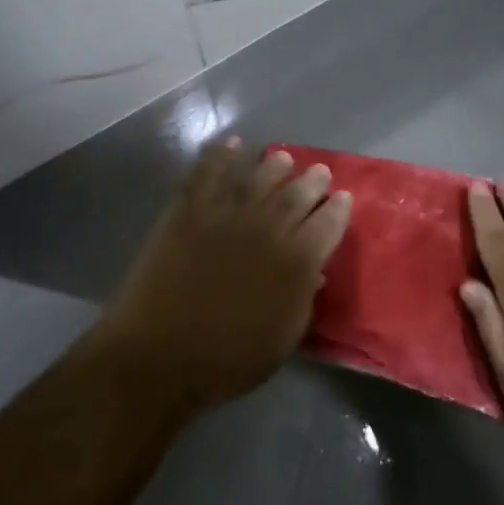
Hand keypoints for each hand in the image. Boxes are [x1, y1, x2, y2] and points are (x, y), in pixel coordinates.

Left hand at [101, 139, 352, 410]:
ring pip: (258, 177)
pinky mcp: (190, 208)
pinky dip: (222, 154)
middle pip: (297, 194)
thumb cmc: (228, 359)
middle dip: (312, 181)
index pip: (328, 224)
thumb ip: (302, 298)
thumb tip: (312, 270)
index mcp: (297, 262)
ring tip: (282, 158)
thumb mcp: (283, 339)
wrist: (160, 355)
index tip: (343, 197)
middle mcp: (268, 228)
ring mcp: (227, 213)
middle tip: (318, 171)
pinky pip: (209, 171)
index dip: (338, 208)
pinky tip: (232, 144)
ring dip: (274, 165)